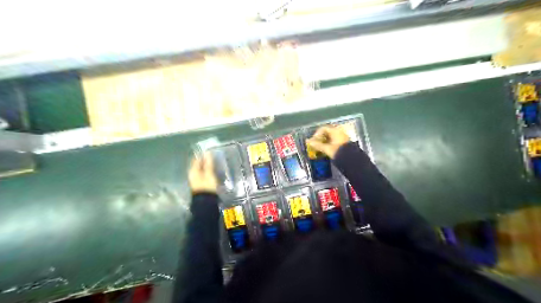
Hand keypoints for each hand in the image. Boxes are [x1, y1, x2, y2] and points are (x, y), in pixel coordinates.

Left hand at [189, 153, 216, 193]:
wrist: (205, 201)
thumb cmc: (207, 186)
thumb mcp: (209, 173)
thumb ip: (208, 163)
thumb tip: (207, 152)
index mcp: (193, 170)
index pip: (196, 159)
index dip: (203, 155)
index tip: (211, 152)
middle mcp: (192, 173)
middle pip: (198, 164)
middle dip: (205, 160)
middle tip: (214, 157)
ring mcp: (196, 179)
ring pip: (201, 169)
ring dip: (207, 166)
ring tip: (215, 164)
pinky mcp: (200, 183)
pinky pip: (203, 174)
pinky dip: (208, 171)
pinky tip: (213, 171)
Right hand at [309, 124, 350, 157]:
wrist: (352, 159)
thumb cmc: (338, 151)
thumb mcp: (326, 148)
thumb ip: (317, 145)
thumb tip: (308, 141)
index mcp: (335, 130)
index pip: (323, 128)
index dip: (316, 134)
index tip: (313, 141)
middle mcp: (339, 131)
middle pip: (327, 132)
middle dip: (320, 138)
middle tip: (316, 144)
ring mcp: (343, 136)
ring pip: (331, 137)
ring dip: (325, 141)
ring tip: (320, 148)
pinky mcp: (345, 142)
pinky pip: (335, 140)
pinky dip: (330, 143)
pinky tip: (327, 149)